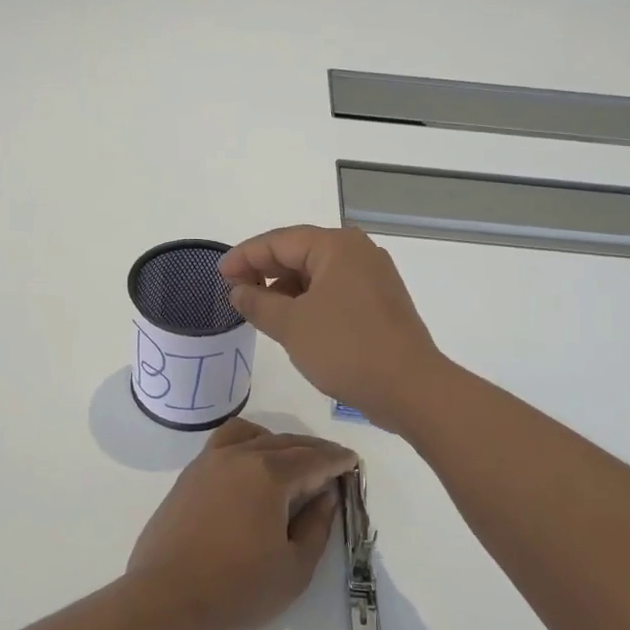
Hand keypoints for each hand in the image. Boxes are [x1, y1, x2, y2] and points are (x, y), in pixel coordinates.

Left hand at [126, 418, 354, 629]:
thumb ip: (317, 527)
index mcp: (269, 475)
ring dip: (278, 442)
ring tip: (292, 461)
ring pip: (252, 436)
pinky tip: (252, 467)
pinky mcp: (189, 475)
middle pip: (285, 443)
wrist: (164, 599)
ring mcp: (209, 462)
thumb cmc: (236, 590)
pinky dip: (247, 444)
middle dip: (312, 450)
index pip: (312, 459)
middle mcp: (239, 456)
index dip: (336, 460)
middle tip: (331, 463)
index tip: (352, 461)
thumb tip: (326, 496)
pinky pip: (225, 444)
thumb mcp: (294, 569)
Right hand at [220, 226, 447, 432]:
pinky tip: (291, 322)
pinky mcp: (379, 303)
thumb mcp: (291, 325)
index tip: (218, 275)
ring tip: (259, 310)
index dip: (244, 256)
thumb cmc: (346, 348)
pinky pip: (334, 292)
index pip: (279, 241)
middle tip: (234, 292)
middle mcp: (357, 252)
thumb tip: (237, 290)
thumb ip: (258, 303)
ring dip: (286, 289)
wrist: (411, 388)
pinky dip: (308, 302)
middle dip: (264, 271)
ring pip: (317, 274)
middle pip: (299, 253)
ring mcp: (373, 278)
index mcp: (337, 246)